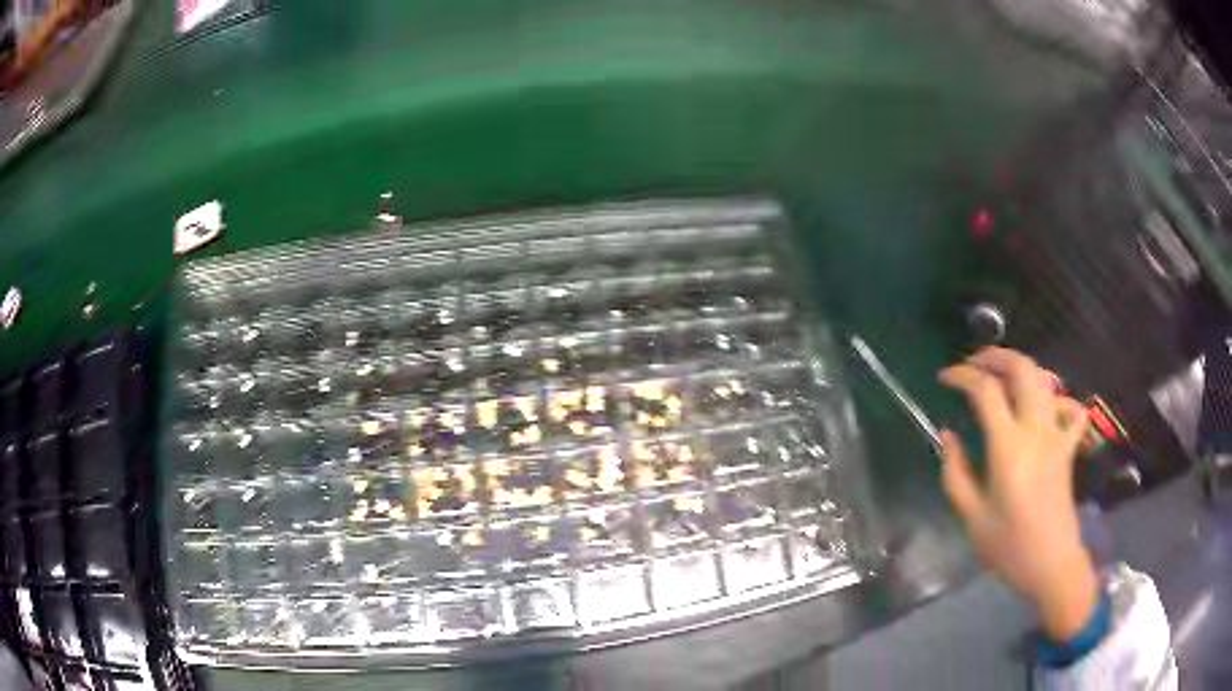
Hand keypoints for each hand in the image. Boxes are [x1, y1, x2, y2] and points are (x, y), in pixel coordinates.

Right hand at [938, 347, 1096, 640]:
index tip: (944, 378)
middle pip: (1021, 369)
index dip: (962, 376)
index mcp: (1008, 447)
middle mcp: (1036, 429)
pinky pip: (1071, 408)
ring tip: (1001, 375)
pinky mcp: (1069, 446)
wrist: (1051, 565)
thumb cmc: (1008, 546)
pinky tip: (1045, 407)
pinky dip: (1058, 398)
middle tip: (972, 364)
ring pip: (1045, 380)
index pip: (985, 391)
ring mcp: (1057, 435)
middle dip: (994, 356)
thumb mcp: (971, 517)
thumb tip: (948, 436)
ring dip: (1021, 368)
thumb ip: (956, 472)